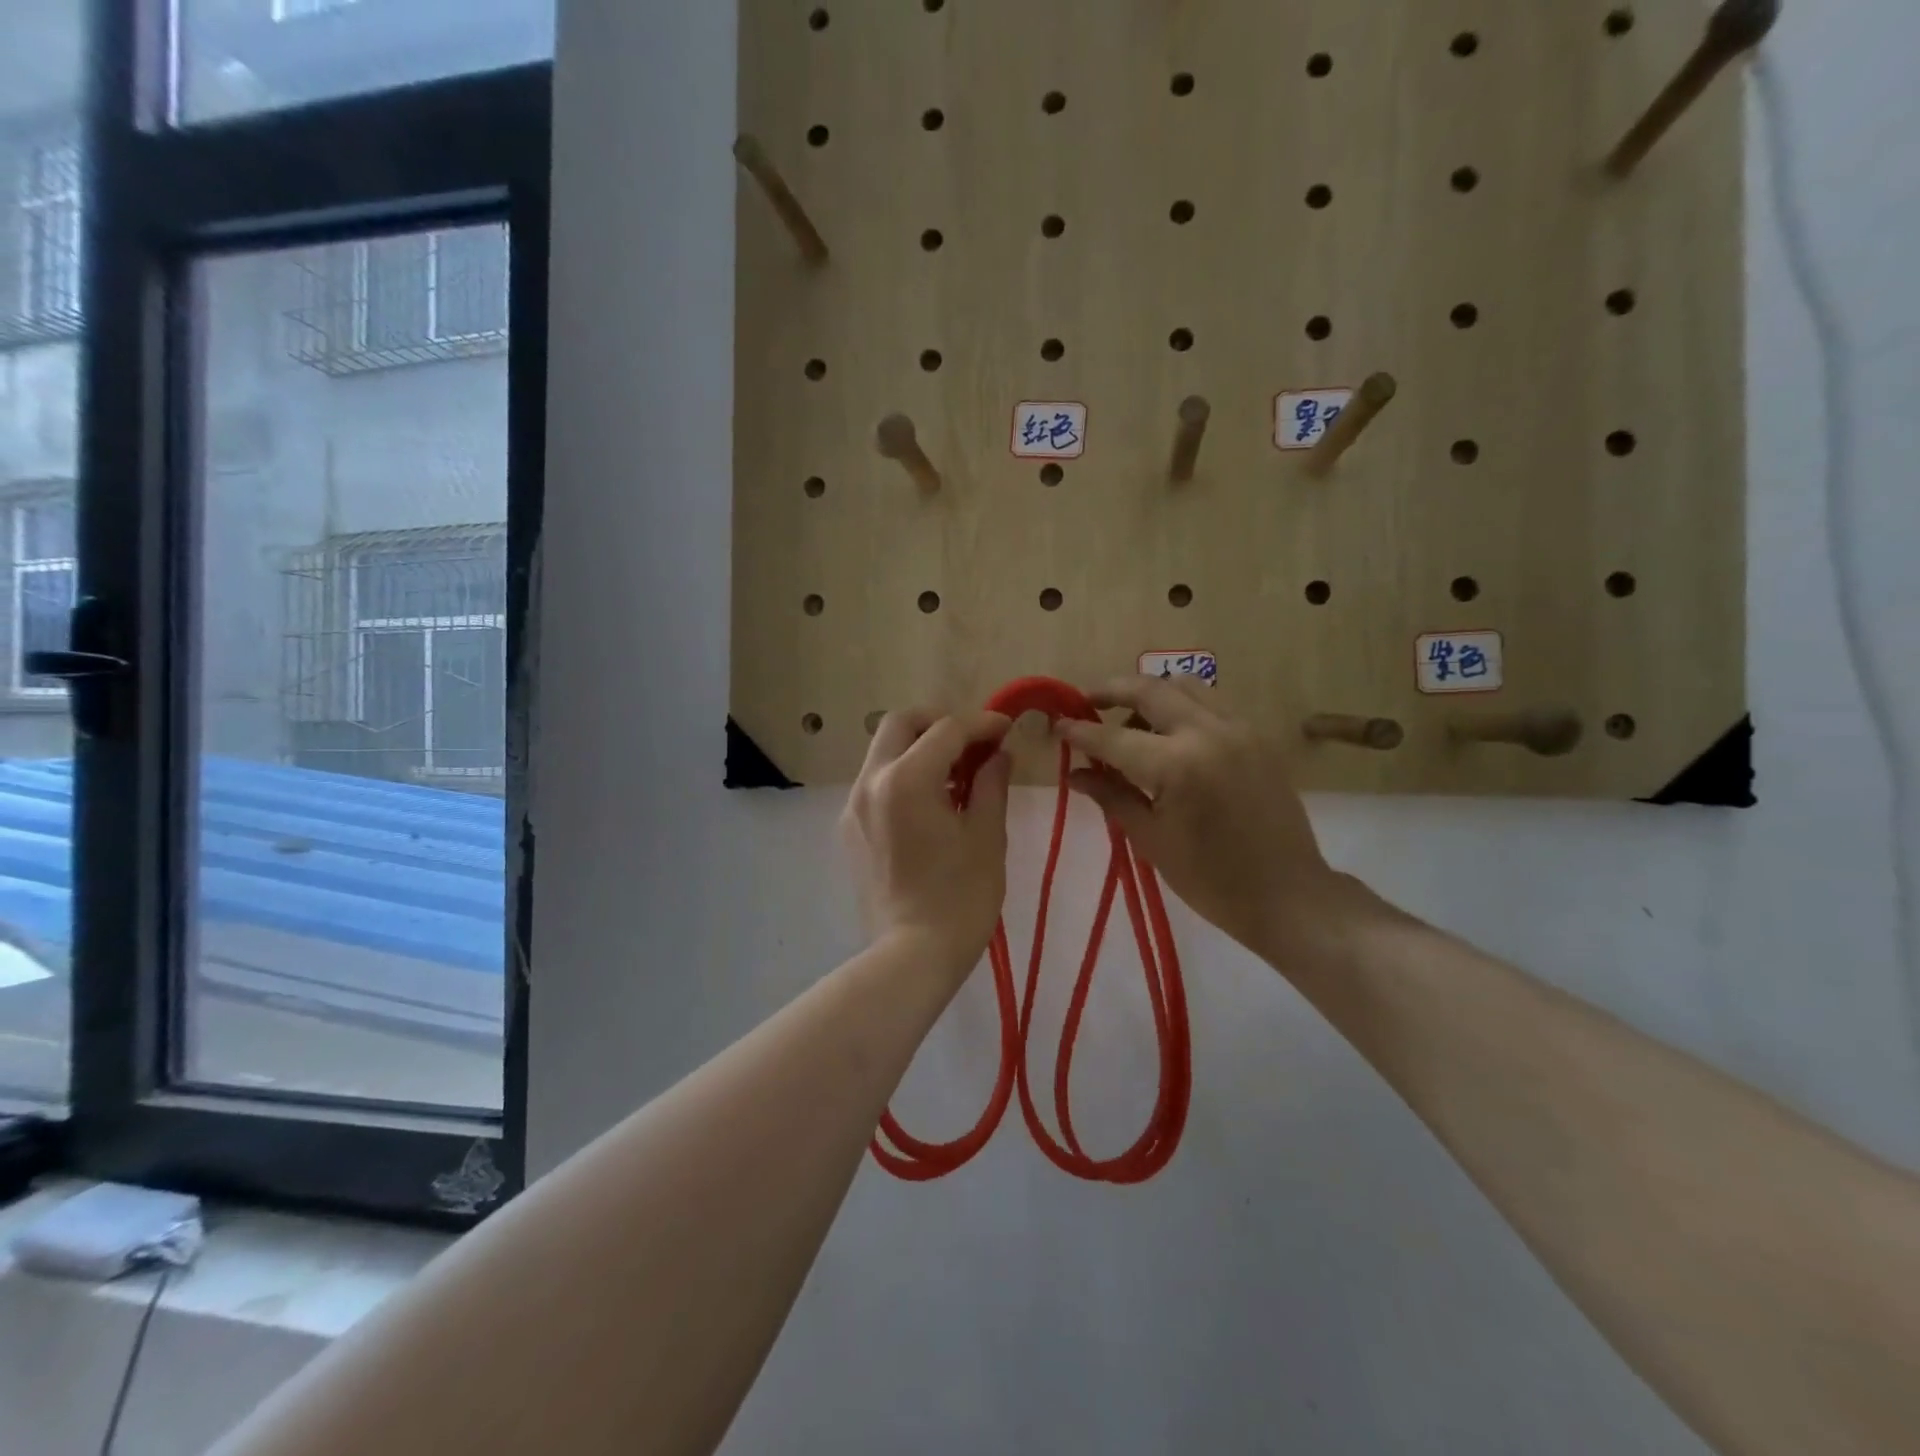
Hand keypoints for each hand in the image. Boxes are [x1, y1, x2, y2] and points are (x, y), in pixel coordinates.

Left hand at [842, 709, 1012, 980]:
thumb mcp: (987, 836)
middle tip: (972, 742)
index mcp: (907, 779)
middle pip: (900, 724)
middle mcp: (871, 781)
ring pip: (883, 750)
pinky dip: (903, 774)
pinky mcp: (850, 828)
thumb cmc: (960, 897)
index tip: (1006, 729)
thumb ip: (991, 783)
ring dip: (919, 747)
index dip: (981, 724)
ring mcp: (854, 805)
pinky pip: (876, 782)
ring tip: (956, 774)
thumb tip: (997, 753)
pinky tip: (931, 802)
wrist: (912, 954)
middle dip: (938, 722)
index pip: (946, 730)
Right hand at [1056, 677, 1374, 963]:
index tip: (1057, 725)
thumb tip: (1073, 774)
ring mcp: (1239, 729)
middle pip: (1150, 688)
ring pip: (1185, 685)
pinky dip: (1182, 706)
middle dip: (1111, 690)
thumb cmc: (1211, 880)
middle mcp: (1208, 732)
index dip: (1080, 731)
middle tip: (1085, 702)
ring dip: (1150, 694)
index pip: (1114, 737)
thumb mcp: (1151, 840)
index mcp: (1177, 765)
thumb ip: (1111, 796)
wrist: (1289, 896)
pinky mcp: (1257, 736)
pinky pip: (1211, 703)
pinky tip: (1170, 736)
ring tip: (1130, 722)